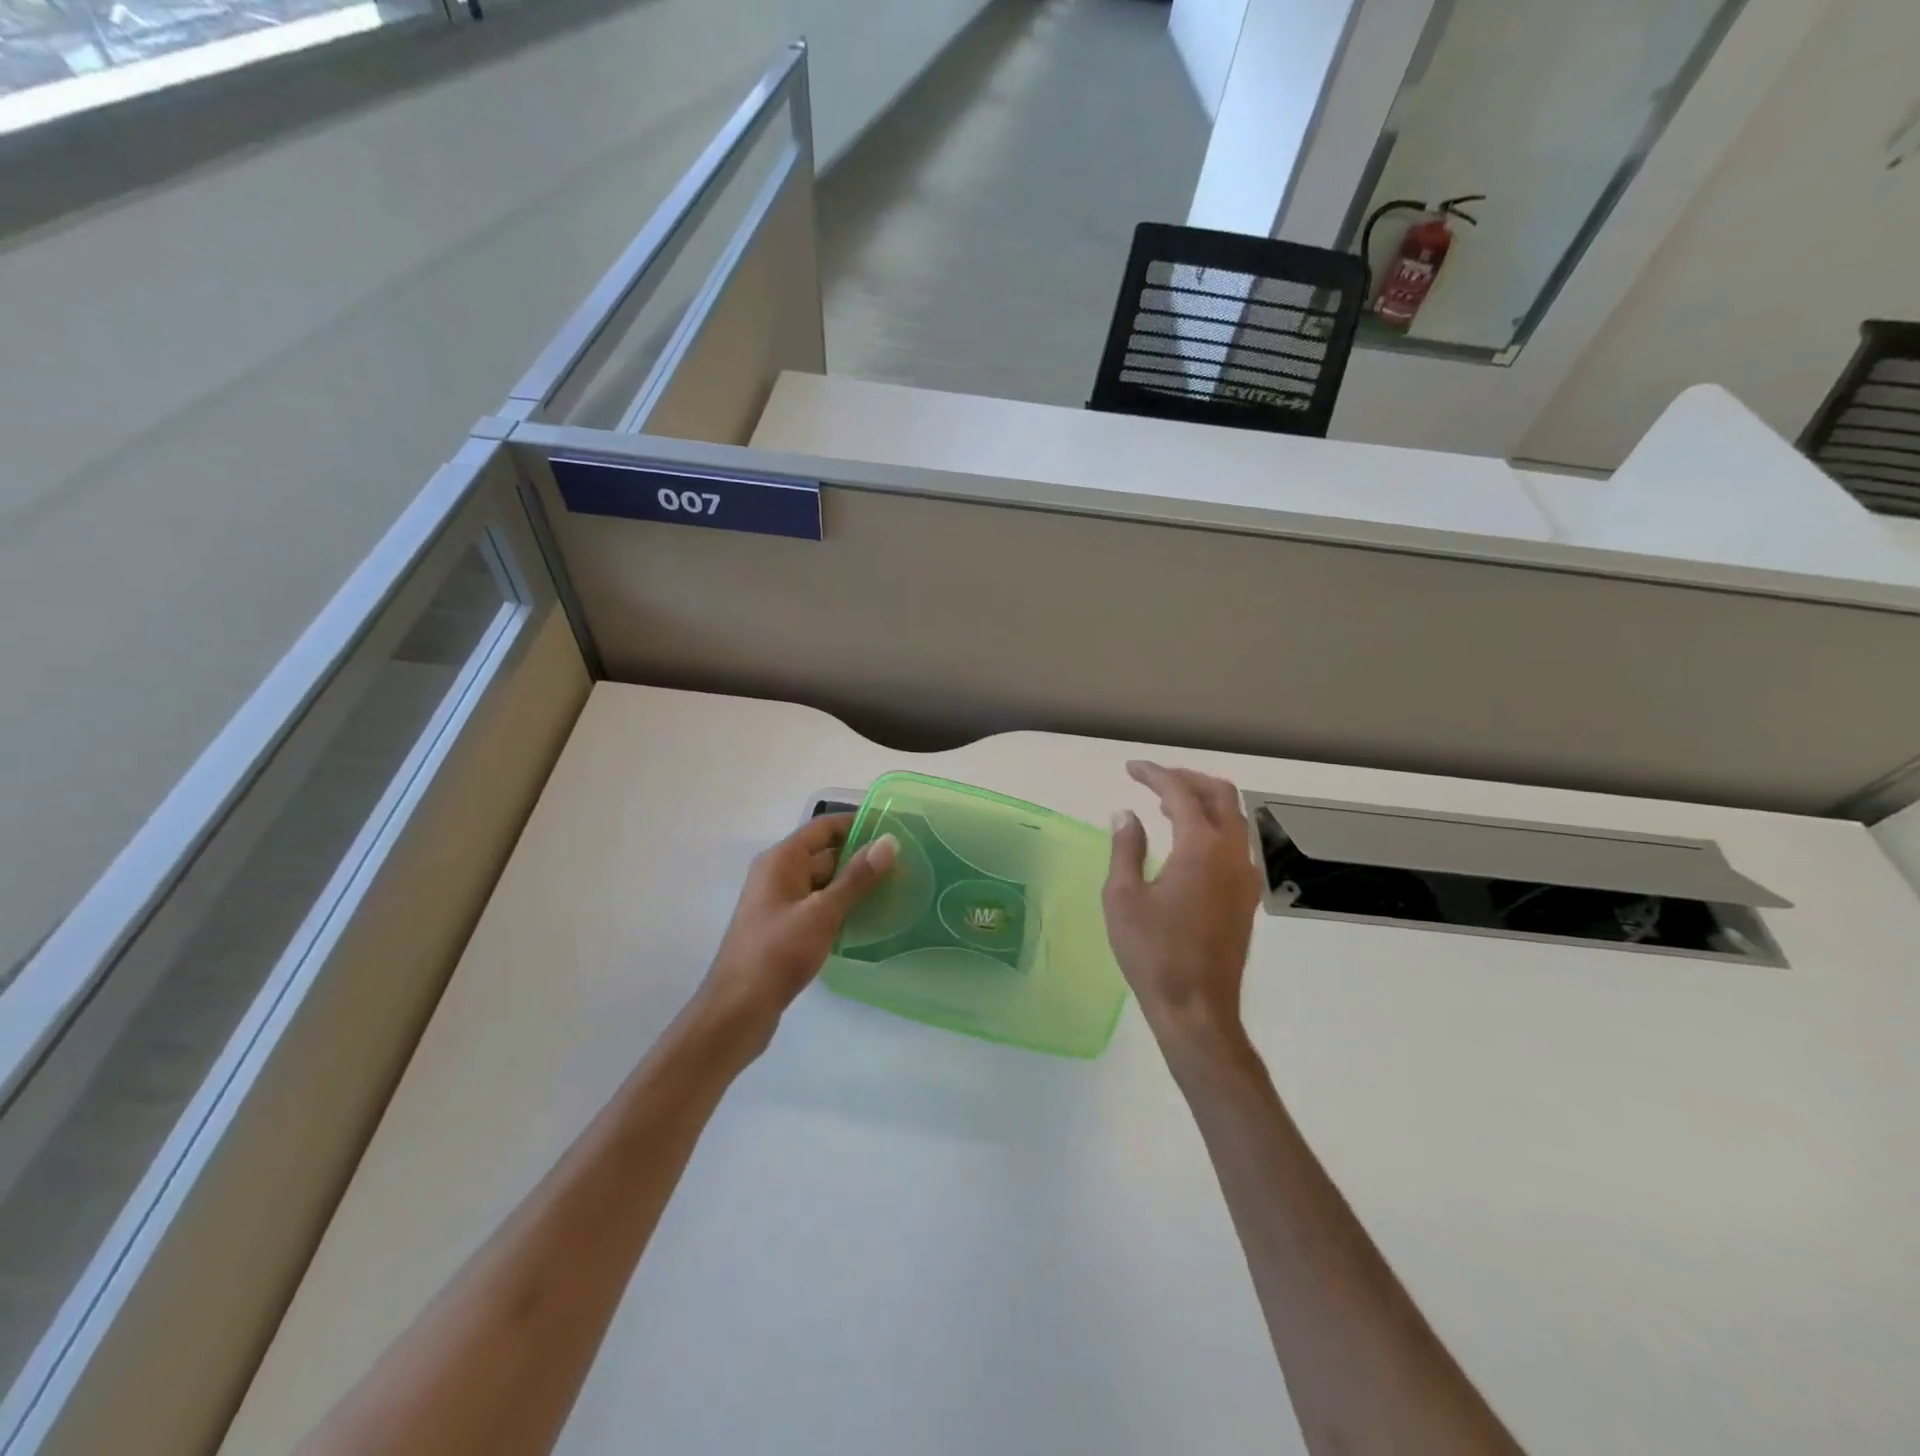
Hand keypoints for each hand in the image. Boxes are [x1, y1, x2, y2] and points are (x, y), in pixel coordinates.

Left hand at [696, 814, 896, 1051]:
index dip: (857, 824)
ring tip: (895, 890)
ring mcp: (779, 904)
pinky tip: (869, 919)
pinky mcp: (784, 930)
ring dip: (854, 885)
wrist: (737, 1011)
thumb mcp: (822, 912)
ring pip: (823, 883)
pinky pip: (818, 907)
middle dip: (861, 857)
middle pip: (825, 854)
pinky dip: (841, 908)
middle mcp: (777, 875)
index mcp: (781, 860)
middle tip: (904, 865)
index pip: (823, 827)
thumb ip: (857, 877)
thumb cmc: (778, 953)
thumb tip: (889, 842)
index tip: (894, 829)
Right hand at [1103, 761, 1264, 1050]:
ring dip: (1203, 801)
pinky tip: (1186, 841)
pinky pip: (1236, 842)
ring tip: (1167, 805)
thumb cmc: (1153, 953)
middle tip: (1154, 780)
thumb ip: (1126, 848)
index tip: (1131, 769)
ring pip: (1233, 818)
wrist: (1197, 1008)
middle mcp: (1232, 853)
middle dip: (1187, 778)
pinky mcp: (1246, 896)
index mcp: (1201, 848)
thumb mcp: (1123, 898)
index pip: (1181, 793)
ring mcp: (1245, 876)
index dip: (1155, 774)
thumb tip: (1126, 814)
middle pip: (1220, 795)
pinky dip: (1213, 826)